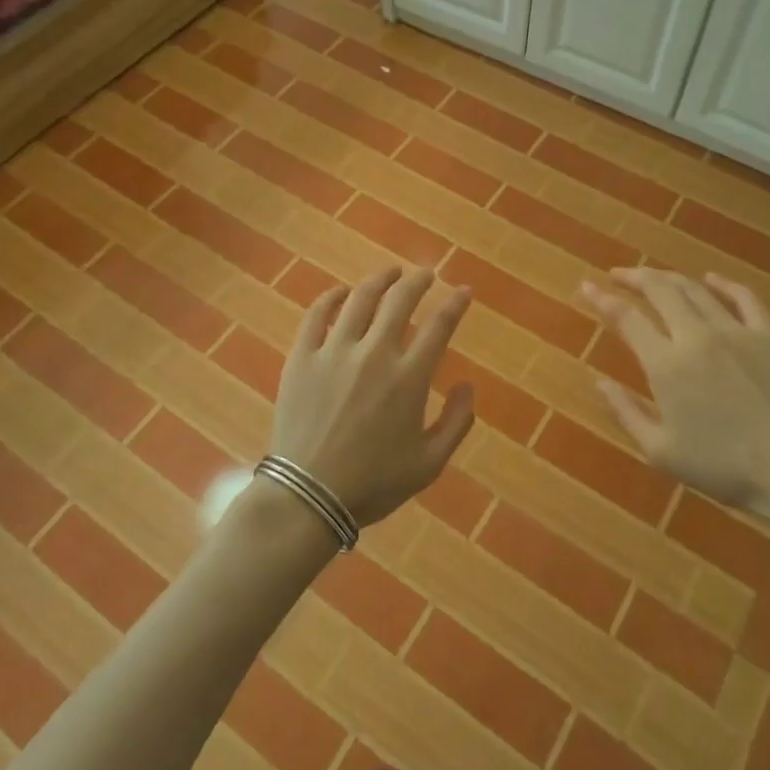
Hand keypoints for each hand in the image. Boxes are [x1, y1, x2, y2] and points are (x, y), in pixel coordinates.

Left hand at [271, 267, 475, 526]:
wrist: (308, 496)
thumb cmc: (374, 483)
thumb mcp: (430, 463)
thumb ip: (456, 422)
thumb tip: (467, 386)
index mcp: (409, 377)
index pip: (440, 325)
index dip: (455, 303)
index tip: (464, 290)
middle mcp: (375, 353)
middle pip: (400, 299)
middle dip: (418, 280)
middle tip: (426, 274)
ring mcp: (334, 351)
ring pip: (360, 298)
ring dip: (380, 280)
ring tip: (390, 273)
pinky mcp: (302, 357)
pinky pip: (317, 314)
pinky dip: (331, 297)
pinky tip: (341, 292)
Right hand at [581, 268, 769, 530]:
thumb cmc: (723, 467)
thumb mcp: (661, 451)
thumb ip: (626, 413)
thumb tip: (599, 383)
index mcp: (666, 365)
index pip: (626, 318)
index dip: (602, 299)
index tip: (587, 287)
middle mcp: (696, 336)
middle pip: (660, 290)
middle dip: (634, 277)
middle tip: (618, 275)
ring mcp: (736, 331)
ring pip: (695, 290)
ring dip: (669, 278)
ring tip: (653, 277)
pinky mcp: (769, 336)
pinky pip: (743, 297)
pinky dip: (722, 284)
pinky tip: (711, 279)